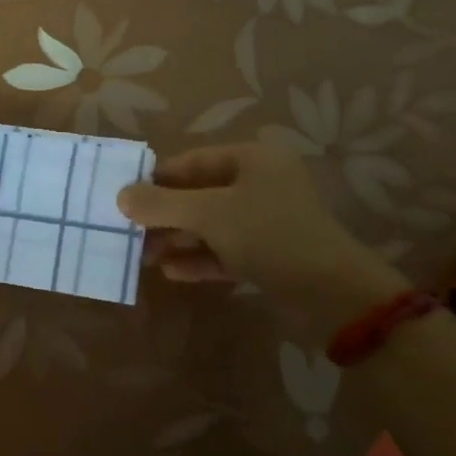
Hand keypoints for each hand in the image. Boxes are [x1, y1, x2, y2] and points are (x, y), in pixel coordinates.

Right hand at [117, 141, 409, 347]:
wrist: (334, 296)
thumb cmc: (270, 235)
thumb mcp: (210, 214)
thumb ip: (163, 204)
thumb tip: (121, 196)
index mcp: (252, 159)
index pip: (192, 161)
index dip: (157, 178)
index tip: (124, 196)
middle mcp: (260, 184)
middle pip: (200, 193)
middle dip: (164, 214)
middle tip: (128, 231)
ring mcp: (266, 221)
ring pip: (211, 225)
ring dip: (178, 238)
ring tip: (142, 256)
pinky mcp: (269, 255)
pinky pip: (225, 250)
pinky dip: (200, 258)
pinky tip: (171, 272)